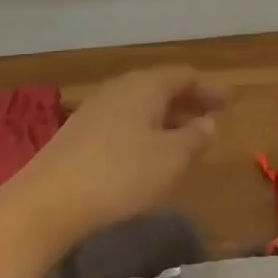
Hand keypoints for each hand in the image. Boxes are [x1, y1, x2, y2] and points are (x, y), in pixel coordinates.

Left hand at [2, 66, 226, 253]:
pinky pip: (124, 121)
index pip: (183, 76)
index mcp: (145, 85)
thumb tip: (208, 123)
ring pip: (141, 105)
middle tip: (212, 116)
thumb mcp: (170, 159)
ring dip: (166, 117)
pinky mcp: (79, 133)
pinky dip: (145, 129)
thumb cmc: (121, 174)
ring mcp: (95, 109)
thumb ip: (194, 139)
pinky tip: (149, 152)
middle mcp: (120, 88)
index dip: (208, 89)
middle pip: (160, 87)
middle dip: (188, 101)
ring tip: (185, 137)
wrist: (48, 201)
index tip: (229, 101)